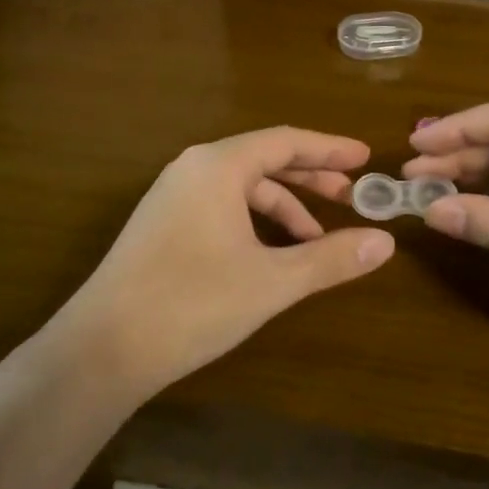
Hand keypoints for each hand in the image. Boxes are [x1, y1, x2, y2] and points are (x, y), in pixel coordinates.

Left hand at [59, 128, 394, 397]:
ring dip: (283, 206)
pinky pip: (221, 205)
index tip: (366, 158)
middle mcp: (193, 168)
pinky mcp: (162, 223)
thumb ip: (330, 258)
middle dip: (311, 177)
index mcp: (218, 165)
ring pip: (241, 187)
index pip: (286, 141)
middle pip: (264, 159)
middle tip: (352, 196)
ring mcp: (173, 195)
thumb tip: (385, 242)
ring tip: (316, 240)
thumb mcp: (272, 281)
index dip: (329, 148)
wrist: (103, 347)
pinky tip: (271, 254)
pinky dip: (254, 221)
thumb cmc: (193, 303)